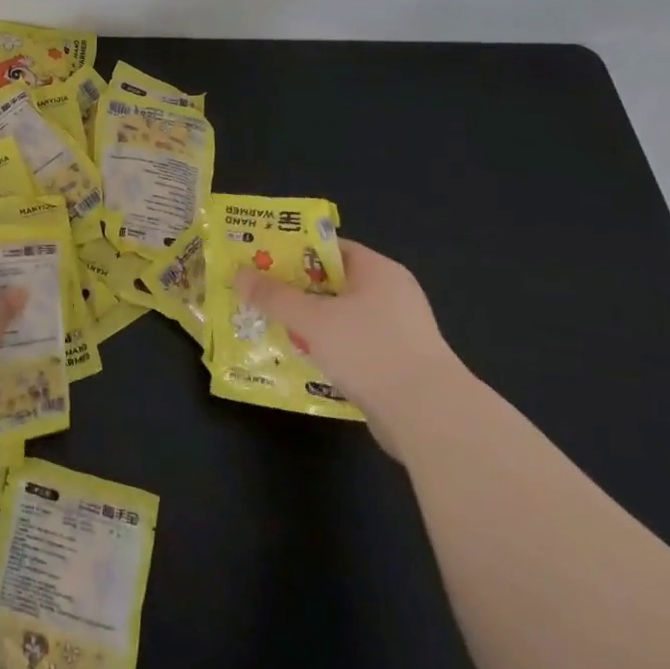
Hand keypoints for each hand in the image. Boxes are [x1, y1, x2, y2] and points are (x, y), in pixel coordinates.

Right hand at [233, 239, 462, 456]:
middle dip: (295, 290)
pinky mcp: (398, 366)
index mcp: (378, 271)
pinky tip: (302, 359)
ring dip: (310, 324)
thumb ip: (274, 296)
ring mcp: (398, 332)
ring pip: (341, 318)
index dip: (293, 251)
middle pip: (332, 283)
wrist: (431, 420)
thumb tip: (238, 275)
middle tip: (259, 294)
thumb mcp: (313, 320)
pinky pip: (354, 347)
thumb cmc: (371, 351)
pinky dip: (329, 350)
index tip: (261, 260)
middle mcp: (391, 294)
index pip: (329, 248)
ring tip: (272, 326)